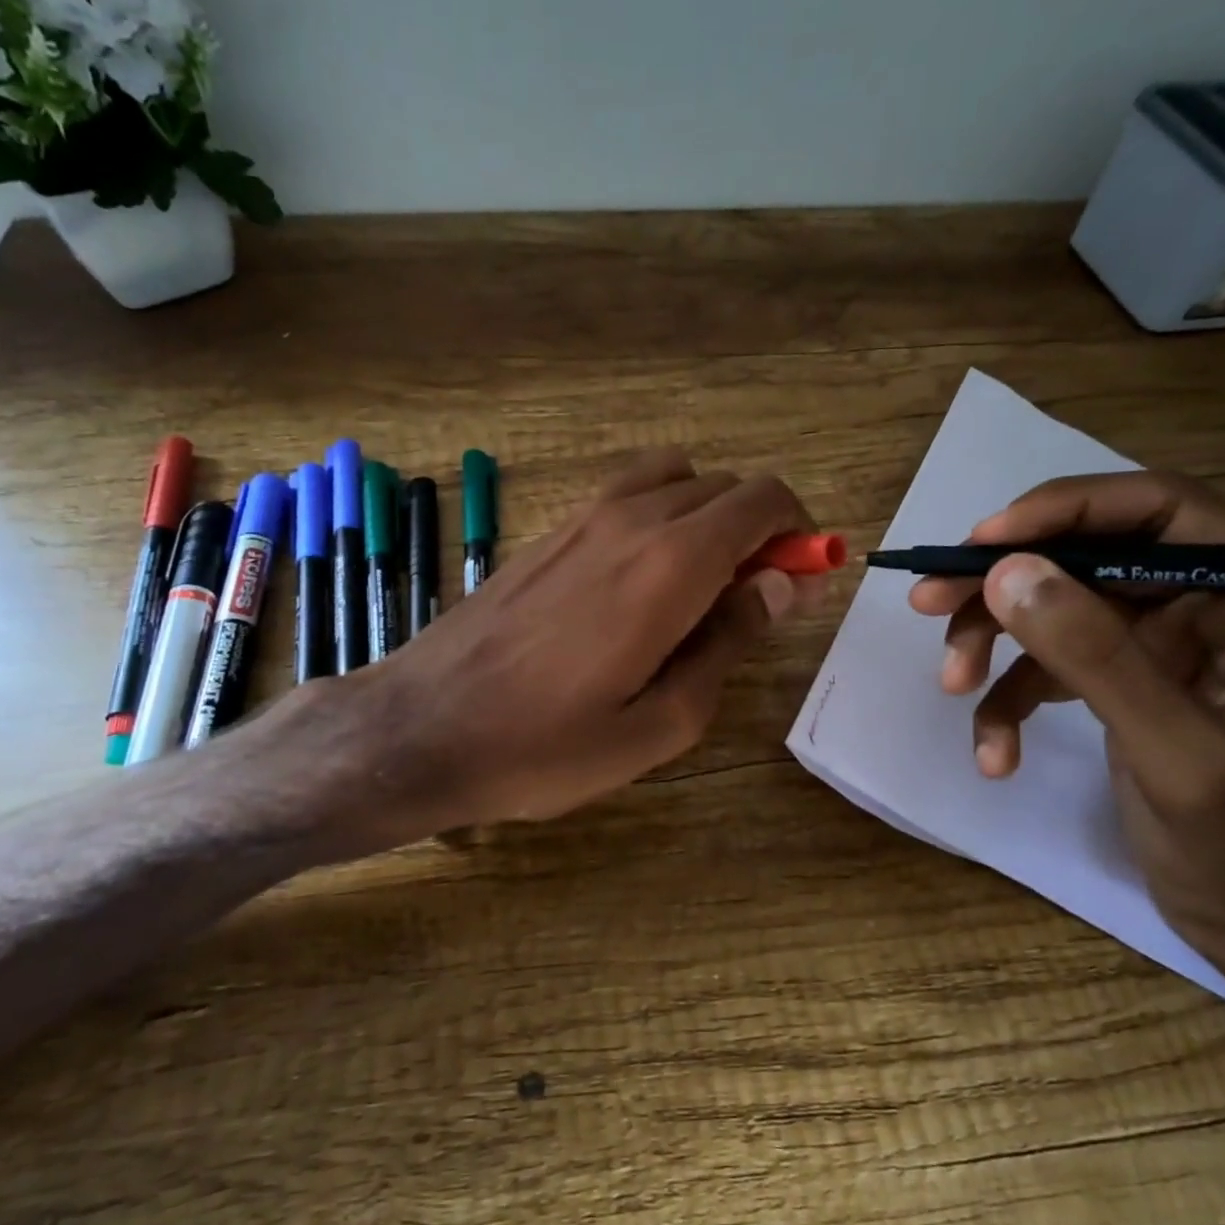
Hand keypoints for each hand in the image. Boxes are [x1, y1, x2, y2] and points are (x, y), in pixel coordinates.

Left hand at [340, 450, 821, 834]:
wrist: (423, 728)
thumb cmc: (547, 745)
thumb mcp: (662, 722)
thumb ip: (730, 642)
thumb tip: (781, 584)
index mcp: (671, 564)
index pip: (763, 499)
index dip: (799, 530)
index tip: (801, 579)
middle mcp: (631, 519)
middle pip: (724, 486)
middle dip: (757, 529)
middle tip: (752, 601)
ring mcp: (583, 517)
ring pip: (675, 479)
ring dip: (706, 516)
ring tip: (697, 588)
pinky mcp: (550, 531)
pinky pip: (627, 496)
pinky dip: (660, 517)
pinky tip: (638, 584)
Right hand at [908, 472, 1224, 977]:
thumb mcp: (1176, 753)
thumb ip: (1094, 657)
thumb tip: (1005, 572)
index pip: (1166, 511)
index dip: (1069, 510)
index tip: (984, 542)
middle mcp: (1223, 600)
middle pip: (1091, 555)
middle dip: (1006, 583)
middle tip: (928, 600)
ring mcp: (1168, 638)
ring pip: (1057, 603)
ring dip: (993, 641)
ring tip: (952, 682)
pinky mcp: (1124, 673)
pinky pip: (1050, 660)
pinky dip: (1010, 697)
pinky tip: (995, 750)